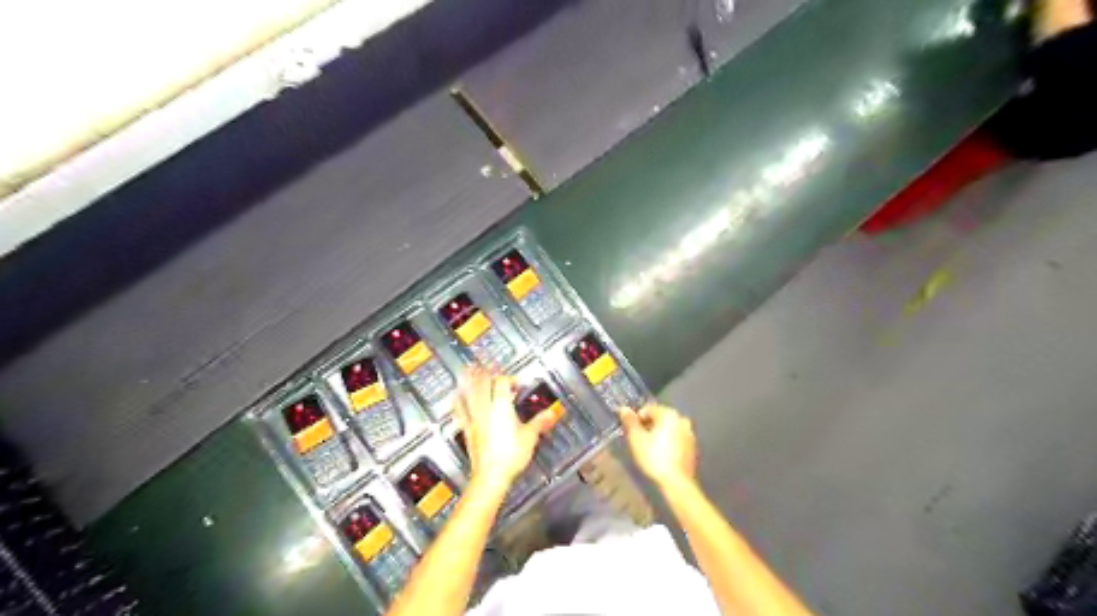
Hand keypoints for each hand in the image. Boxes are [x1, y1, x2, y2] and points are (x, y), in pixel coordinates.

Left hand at [455, 369, 557, 491]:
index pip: (502, 383)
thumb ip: (540, 422)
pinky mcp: (467, 429)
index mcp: (501, 407)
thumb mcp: (530, 437)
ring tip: (468, 369)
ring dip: (469, 380)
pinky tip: (455, 396)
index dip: (509, 378)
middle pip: (483, 383)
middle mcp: (486, 409)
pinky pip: (460, 410)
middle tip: (487, 364)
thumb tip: (551, 413)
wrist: (491, 475)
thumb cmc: (510, 456)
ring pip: (469, 393)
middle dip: (486, 372)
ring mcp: (474, 418)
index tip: (516, 382)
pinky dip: (458, 400)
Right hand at [620, 404, 695, 489]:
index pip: (649, 409)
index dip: (637, 418)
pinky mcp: (692, 447)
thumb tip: (624, 408)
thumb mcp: (636, 438)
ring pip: (669, 429)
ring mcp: (689, 434)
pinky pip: (676, 439)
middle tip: (638, 439)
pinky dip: (668, 442)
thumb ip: (630, 421)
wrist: (677, 482)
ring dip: (658, 434)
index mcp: (669, 414)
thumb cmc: (654, 457)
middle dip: (648, 425)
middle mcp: (682, 419)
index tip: (630, 430)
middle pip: (660, 418)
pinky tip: (661, 454)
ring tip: (648, 447)